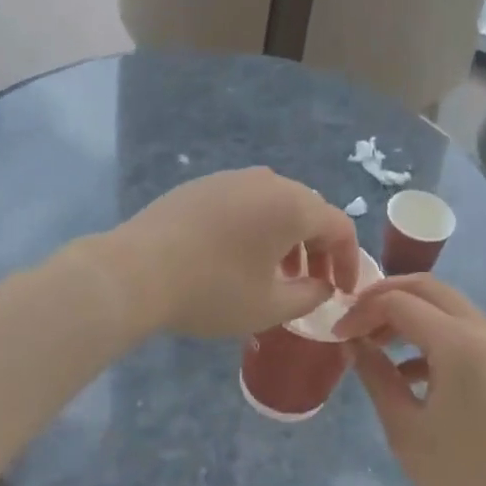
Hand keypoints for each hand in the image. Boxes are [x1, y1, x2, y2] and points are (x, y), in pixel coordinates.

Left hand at [97, 167, 361, 338]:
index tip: (343, 291)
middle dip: (319, 248)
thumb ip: (309, 296)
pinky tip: (239, 256)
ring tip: (276, 273)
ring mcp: (233, 178)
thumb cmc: (212, 290)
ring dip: (287, 237)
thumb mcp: (269, 307)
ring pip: (276, 204)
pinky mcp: (204, 185)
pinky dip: (257, 226)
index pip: (339, 226)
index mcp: (293, 205)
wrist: (136, 271)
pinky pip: (246, 202)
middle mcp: (268, 181)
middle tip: (313, 283)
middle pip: (309, 210)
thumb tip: (323, 286)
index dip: (349, 260)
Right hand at [336, 275, 485, 485]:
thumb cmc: (465, 476)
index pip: (399, 301)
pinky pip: (463, 328)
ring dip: (409, 312)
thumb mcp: (407, 430)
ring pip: (446, 304)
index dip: (363, 311)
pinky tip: (408, 370)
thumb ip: (377, 378)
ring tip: (375, 343)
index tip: (337, 334)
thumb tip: (354, 344)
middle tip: (355, 320)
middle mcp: (482, 327)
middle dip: (386, 296)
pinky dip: (432, 333)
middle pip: (426, 287)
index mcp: (458, 341)